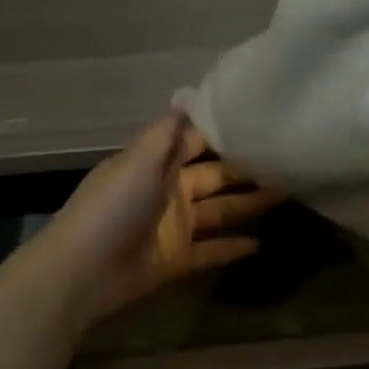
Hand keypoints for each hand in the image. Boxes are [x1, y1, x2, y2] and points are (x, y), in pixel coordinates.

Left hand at [32, 111, 280, 329]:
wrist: (82, 272)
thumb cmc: (112, 207)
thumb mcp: (138, 160)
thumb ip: (166, 133)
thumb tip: (187, 96)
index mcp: (154, 164)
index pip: (194, 142)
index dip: (223, 134)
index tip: (258, 123)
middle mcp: (167, 191)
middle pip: (213, 176)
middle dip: (245, 169)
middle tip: (285, 161)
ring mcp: (173, 227)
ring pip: (218, 211)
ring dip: (248, 204)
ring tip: (286, 194)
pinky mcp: (177, 261)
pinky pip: (212, 251)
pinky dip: (233, 248)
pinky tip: (261, 243)